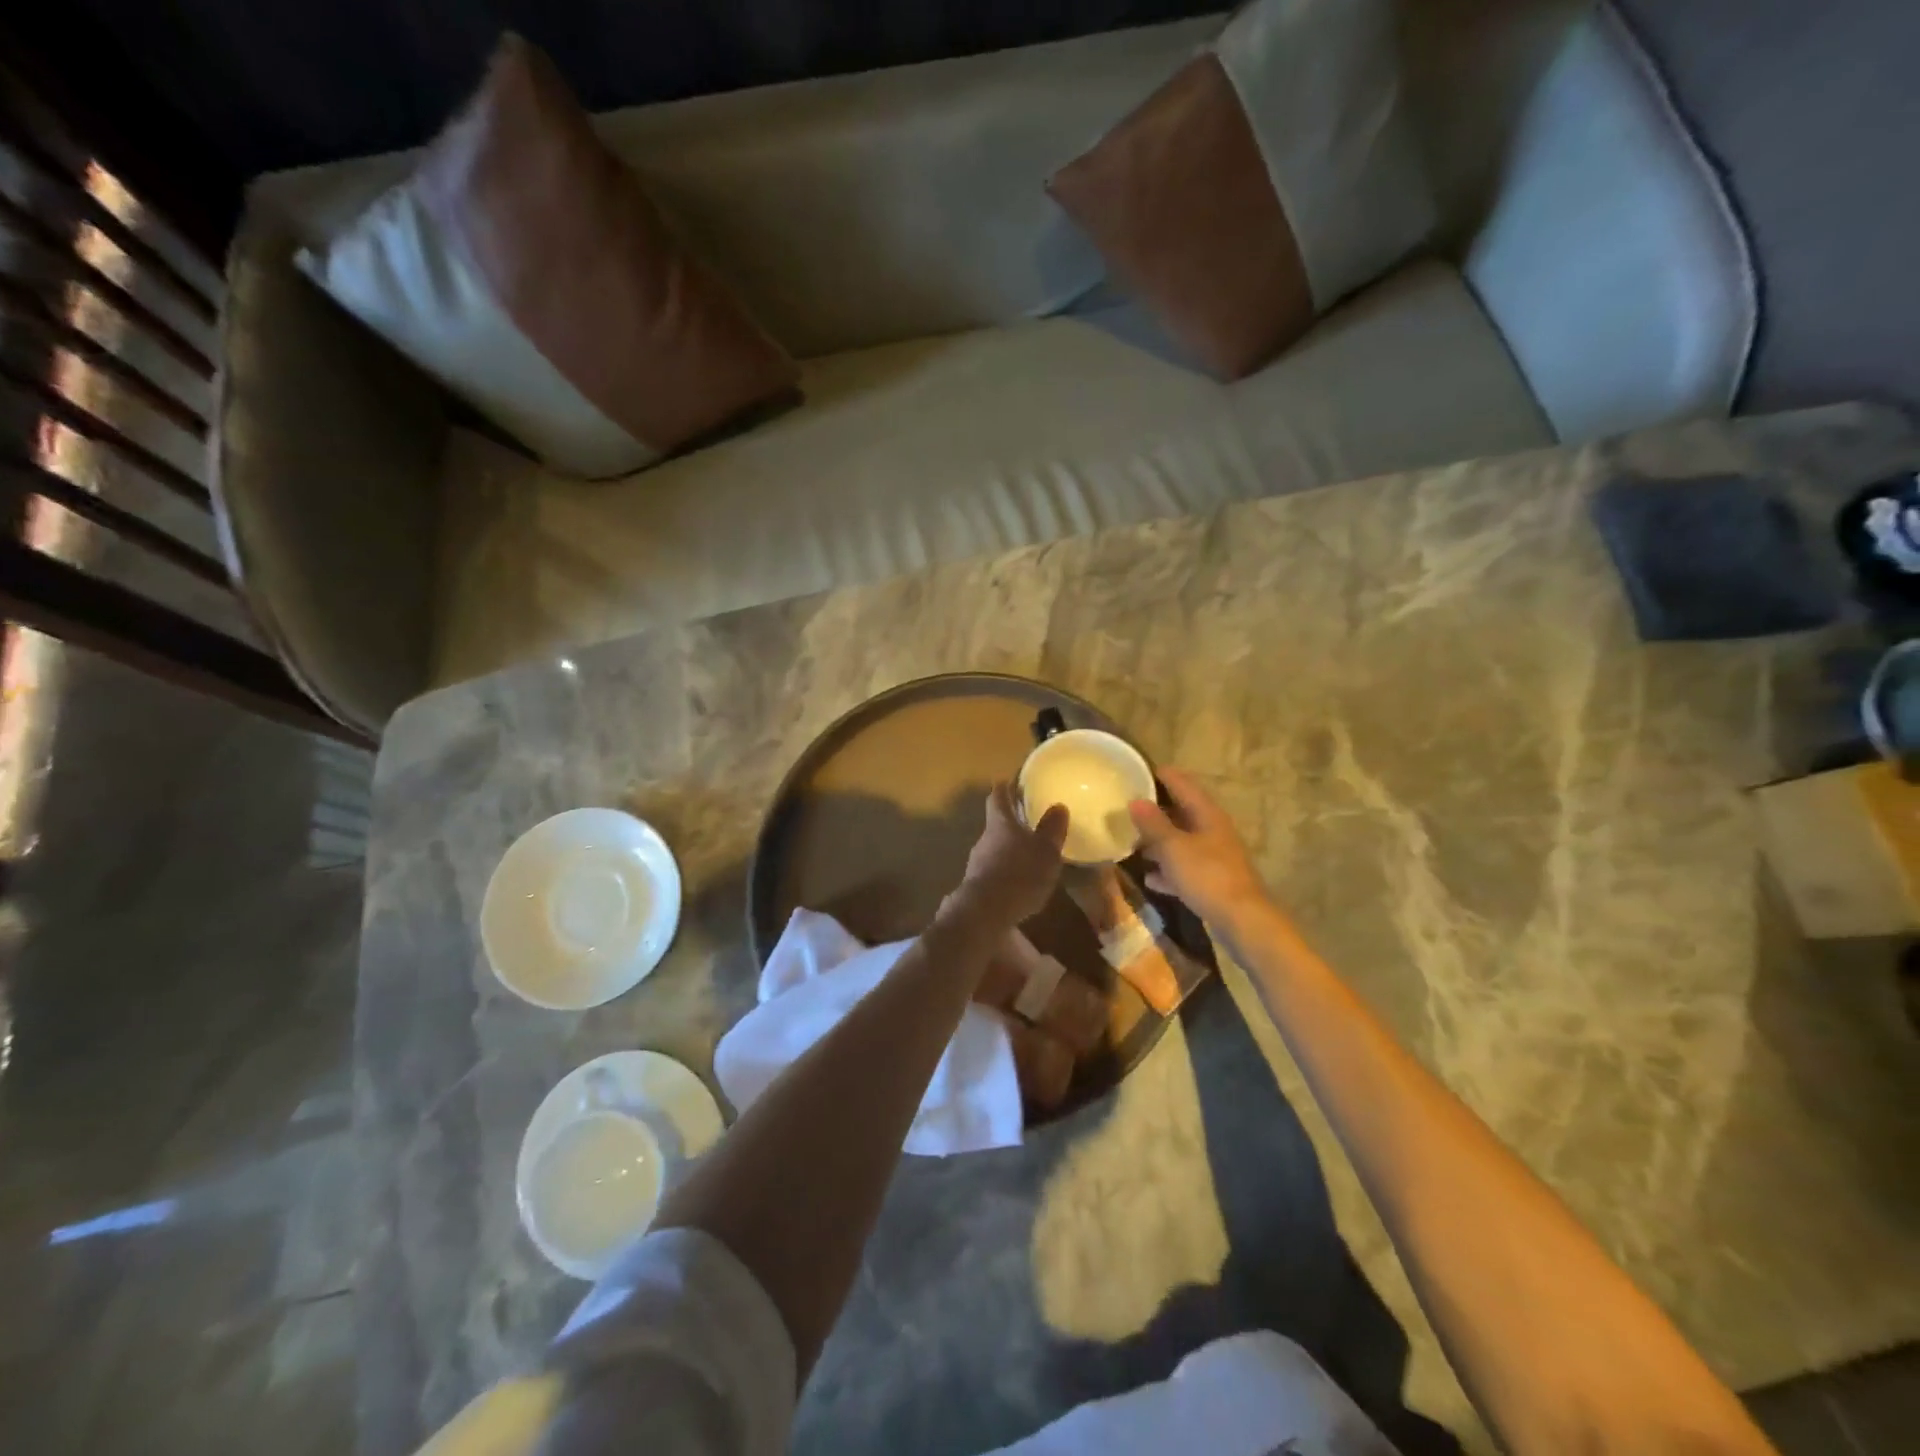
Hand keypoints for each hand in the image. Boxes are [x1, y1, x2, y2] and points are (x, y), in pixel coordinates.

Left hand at [957, 783, 1067, 926]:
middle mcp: (985, 839)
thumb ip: (1052, 829)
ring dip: (1009, 849)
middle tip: (1028, 822)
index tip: (1009, 781)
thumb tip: (1057, 806)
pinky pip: (994, 871)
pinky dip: (1006, 872)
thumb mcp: (1045, 851)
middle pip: (996, 824)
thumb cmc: (1020, 874)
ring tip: (1028, 856)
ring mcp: (977, 863)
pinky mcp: (976, 886)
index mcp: (1000, 823)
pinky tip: (1019, 884)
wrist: (985, 913)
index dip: (1004, 788)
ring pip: (994, 849)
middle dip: (1010, 822)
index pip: (998, 797)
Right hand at [1127, 768, 1268, 927]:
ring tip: (1133, 840)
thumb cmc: (1207, 876)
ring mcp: (1215, 856)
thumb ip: (1153, 824)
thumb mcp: (1174, 848)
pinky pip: (1185, 868)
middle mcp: (1213, 830)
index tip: (1137, 770)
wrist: (1243, 920)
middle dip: (1156, 810)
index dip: (1161, 775)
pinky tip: (1150, 877)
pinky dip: (1168, 869)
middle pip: (1182, 812)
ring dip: (1160, 841)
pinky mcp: (1213, 880)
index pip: (1183, 784)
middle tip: (1128, 806)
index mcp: (1207, 814)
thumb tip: (1136, 800)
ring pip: (1182, 840)